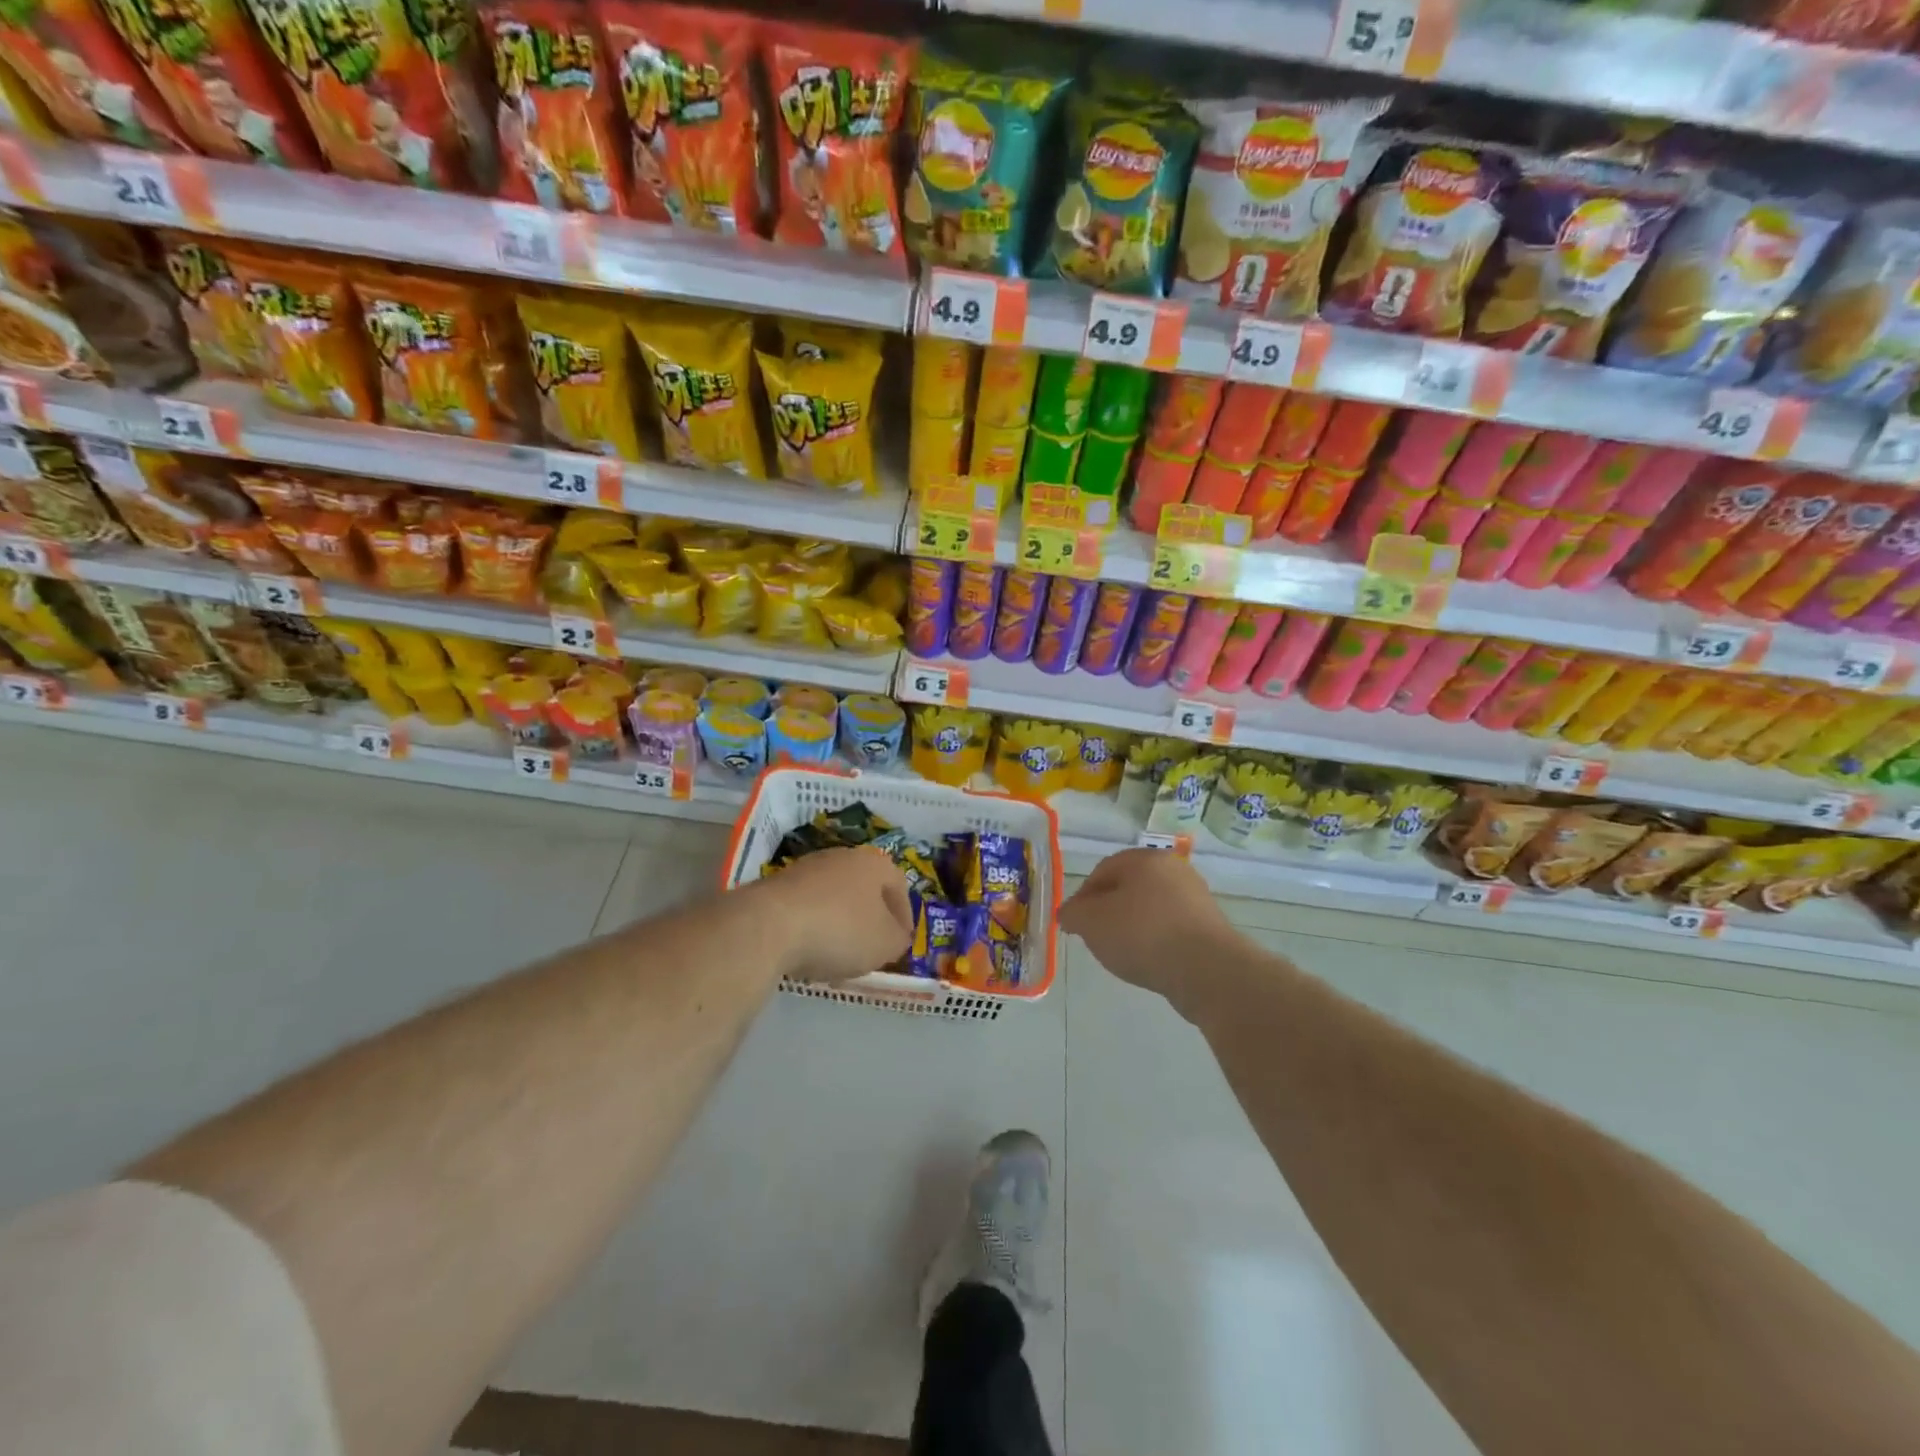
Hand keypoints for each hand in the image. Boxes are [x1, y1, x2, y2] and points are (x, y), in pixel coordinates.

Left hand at [754, 846, 914, 983]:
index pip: (899, 886)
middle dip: (870, 919)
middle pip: (864, 889)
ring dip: (840, 924)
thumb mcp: (885, 944)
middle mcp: (842, 857)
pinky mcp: (777, 886)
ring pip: (834, 898)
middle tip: (872, 948)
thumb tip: (894, 936)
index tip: (901, 941)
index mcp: (874, 863)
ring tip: (838, 955)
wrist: (770, 925)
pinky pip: (806, 908)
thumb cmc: (841, 930)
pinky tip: (808, 952)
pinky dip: (812, 928)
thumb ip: (898, 940)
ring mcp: (806, 868)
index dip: (904, 916)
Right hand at [1059, 849, 1240, 1015]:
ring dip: (1134, 926)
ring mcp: (1196, 896)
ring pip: (1151, 907)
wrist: (1206, 969)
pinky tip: (1151, 960)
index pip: (1102, 871)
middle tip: (1097, 937)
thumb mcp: (1091, 923)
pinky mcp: (1210, 925)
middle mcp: (1173, 869)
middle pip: (1129, 888)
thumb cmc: (1142, 934)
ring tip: (1124, 953)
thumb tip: (1069, 913)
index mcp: (1144, 858)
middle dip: (1109, 911)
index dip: (1083, 897)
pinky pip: (1172, 927)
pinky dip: (1156, 940)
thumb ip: (1073, 914)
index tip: (1075, 924)